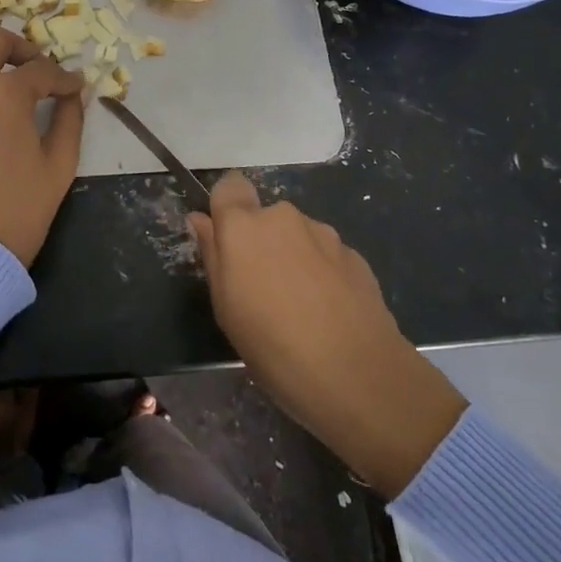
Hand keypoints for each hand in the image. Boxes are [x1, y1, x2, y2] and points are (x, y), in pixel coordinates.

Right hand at [191, 173, 466, 495]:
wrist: (358, 375)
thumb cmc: (272, 344)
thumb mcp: (226, 307)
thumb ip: (213, 255)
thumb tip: (202, 220)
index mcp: (244, 225)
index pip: (230, 186)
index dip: (227, 207)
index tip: (227, 241)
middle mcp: (284, 217)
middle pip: (265, 217)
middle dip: (262, 242)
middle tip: (262, 290)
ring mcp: (325, 234)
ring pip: (298, 237)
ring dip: (294, 259)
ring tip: (301, 309)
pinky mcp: (357, 256)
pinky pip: (327, 256)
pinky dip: (323, 275)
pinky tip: (330, 315)